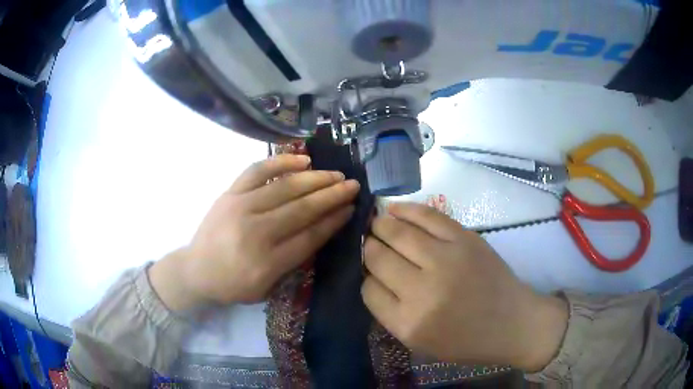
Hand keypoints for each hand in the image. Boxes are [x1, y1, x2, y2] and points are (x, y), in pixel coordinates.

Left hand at [150, 155, 359, 309]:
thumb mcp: (266, 288)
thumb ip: (293, 262)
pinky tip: (302, 160)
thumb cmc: (233, 285)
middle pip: (302, 209)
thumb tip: (321, 229)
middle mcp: (255, 232)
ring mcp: (240, 208)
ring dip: (315, 179)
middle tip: (353, 185)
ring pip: (285, 188)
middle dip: (332, 196)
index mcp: (267, 263)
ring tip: (336, 174)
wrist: (195, 270)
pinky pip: (257, 171)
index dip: (334, 221)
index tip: (351, 209)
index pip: (310, 236)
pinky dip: (281, 163)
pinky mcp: (229, 194)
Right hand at [361, 203, 567, 371]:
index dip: (365, 276)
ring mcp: (445, 260)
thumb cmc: (466, 340)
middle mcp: (422, 291)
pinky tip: (393, 208)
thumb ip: (391, 313)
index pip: (368, 289)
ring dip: (380, 225)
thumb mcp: (420, 343)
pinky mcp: (464, 238)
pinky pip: (426, 216)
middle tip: (369, 243)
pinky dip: (405, 209)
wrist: (512, 323)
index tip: (370, 272)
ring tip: (376, 223)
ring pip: (396, 232)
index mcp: (408, 323)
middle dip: (369, 248)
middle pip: (377, 257)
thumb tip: (372, 276)